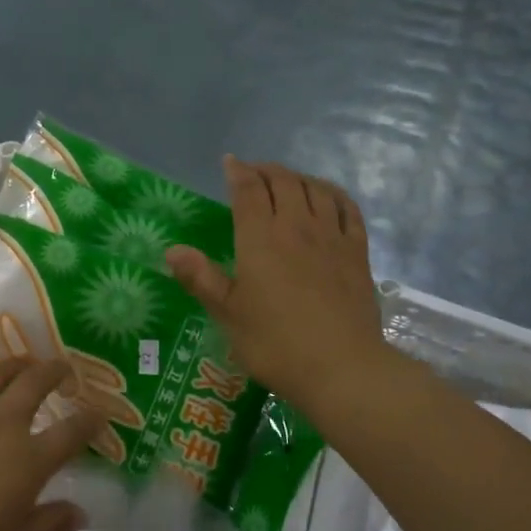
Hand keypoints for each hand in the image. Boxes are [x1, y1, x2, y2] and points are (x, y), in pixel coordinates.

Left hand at [0, 346, 103, 530]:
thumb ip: (48, 525)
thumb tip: (81, 513)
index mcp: (29, 460)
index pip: (72, 433)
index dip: (90, 421)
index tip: (99, 413)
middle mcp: (1, 424)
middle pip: (35, 385)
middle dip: (54, 372)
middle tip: (63, 369)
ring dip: (13, 364)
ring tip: (23, 362)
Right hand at [165, 157, 384, 412]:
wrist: (341, 367)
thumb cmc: (275, 343)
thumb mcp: (228, 314)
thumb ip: (201, 278)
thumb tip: (172, 249)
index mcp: (260, 239)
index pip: (249, 190)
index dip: (238, 172)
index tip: (230, 162)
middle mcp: (296, 226)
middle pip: (283, 182)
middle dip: (266, 170)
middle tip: (253, 173)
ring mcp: (331, 237)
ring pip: (315, 189)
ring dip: (297, 178)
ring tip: (286, 181)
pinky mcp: (357, 252)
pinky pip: (347, 209)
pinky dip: (333, 194)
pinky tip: (327, 198)